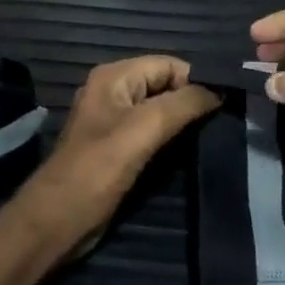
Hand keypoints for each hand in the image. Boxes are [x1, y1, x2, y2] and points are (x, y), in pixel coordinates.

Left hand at [14, 57, 219, 255]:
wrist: (59, 220)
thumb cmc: (98, 170)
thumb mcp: (144, 129)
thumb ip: (183, 104)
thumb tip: (220, 90)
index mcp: (114, 77)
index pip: (169, 64)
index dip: (197, 81)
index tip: (226, 105)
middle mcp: (113, 92)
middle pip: (166, 85)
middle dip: (193, 100)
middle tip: (223, 122)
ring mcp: (114, 121)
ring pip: (161, 111)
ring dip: (185, 121)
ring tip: (213, 136)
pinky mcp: (118, 147)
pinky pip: (153, 132)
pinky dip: (172, 138)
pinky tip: (190, 150)